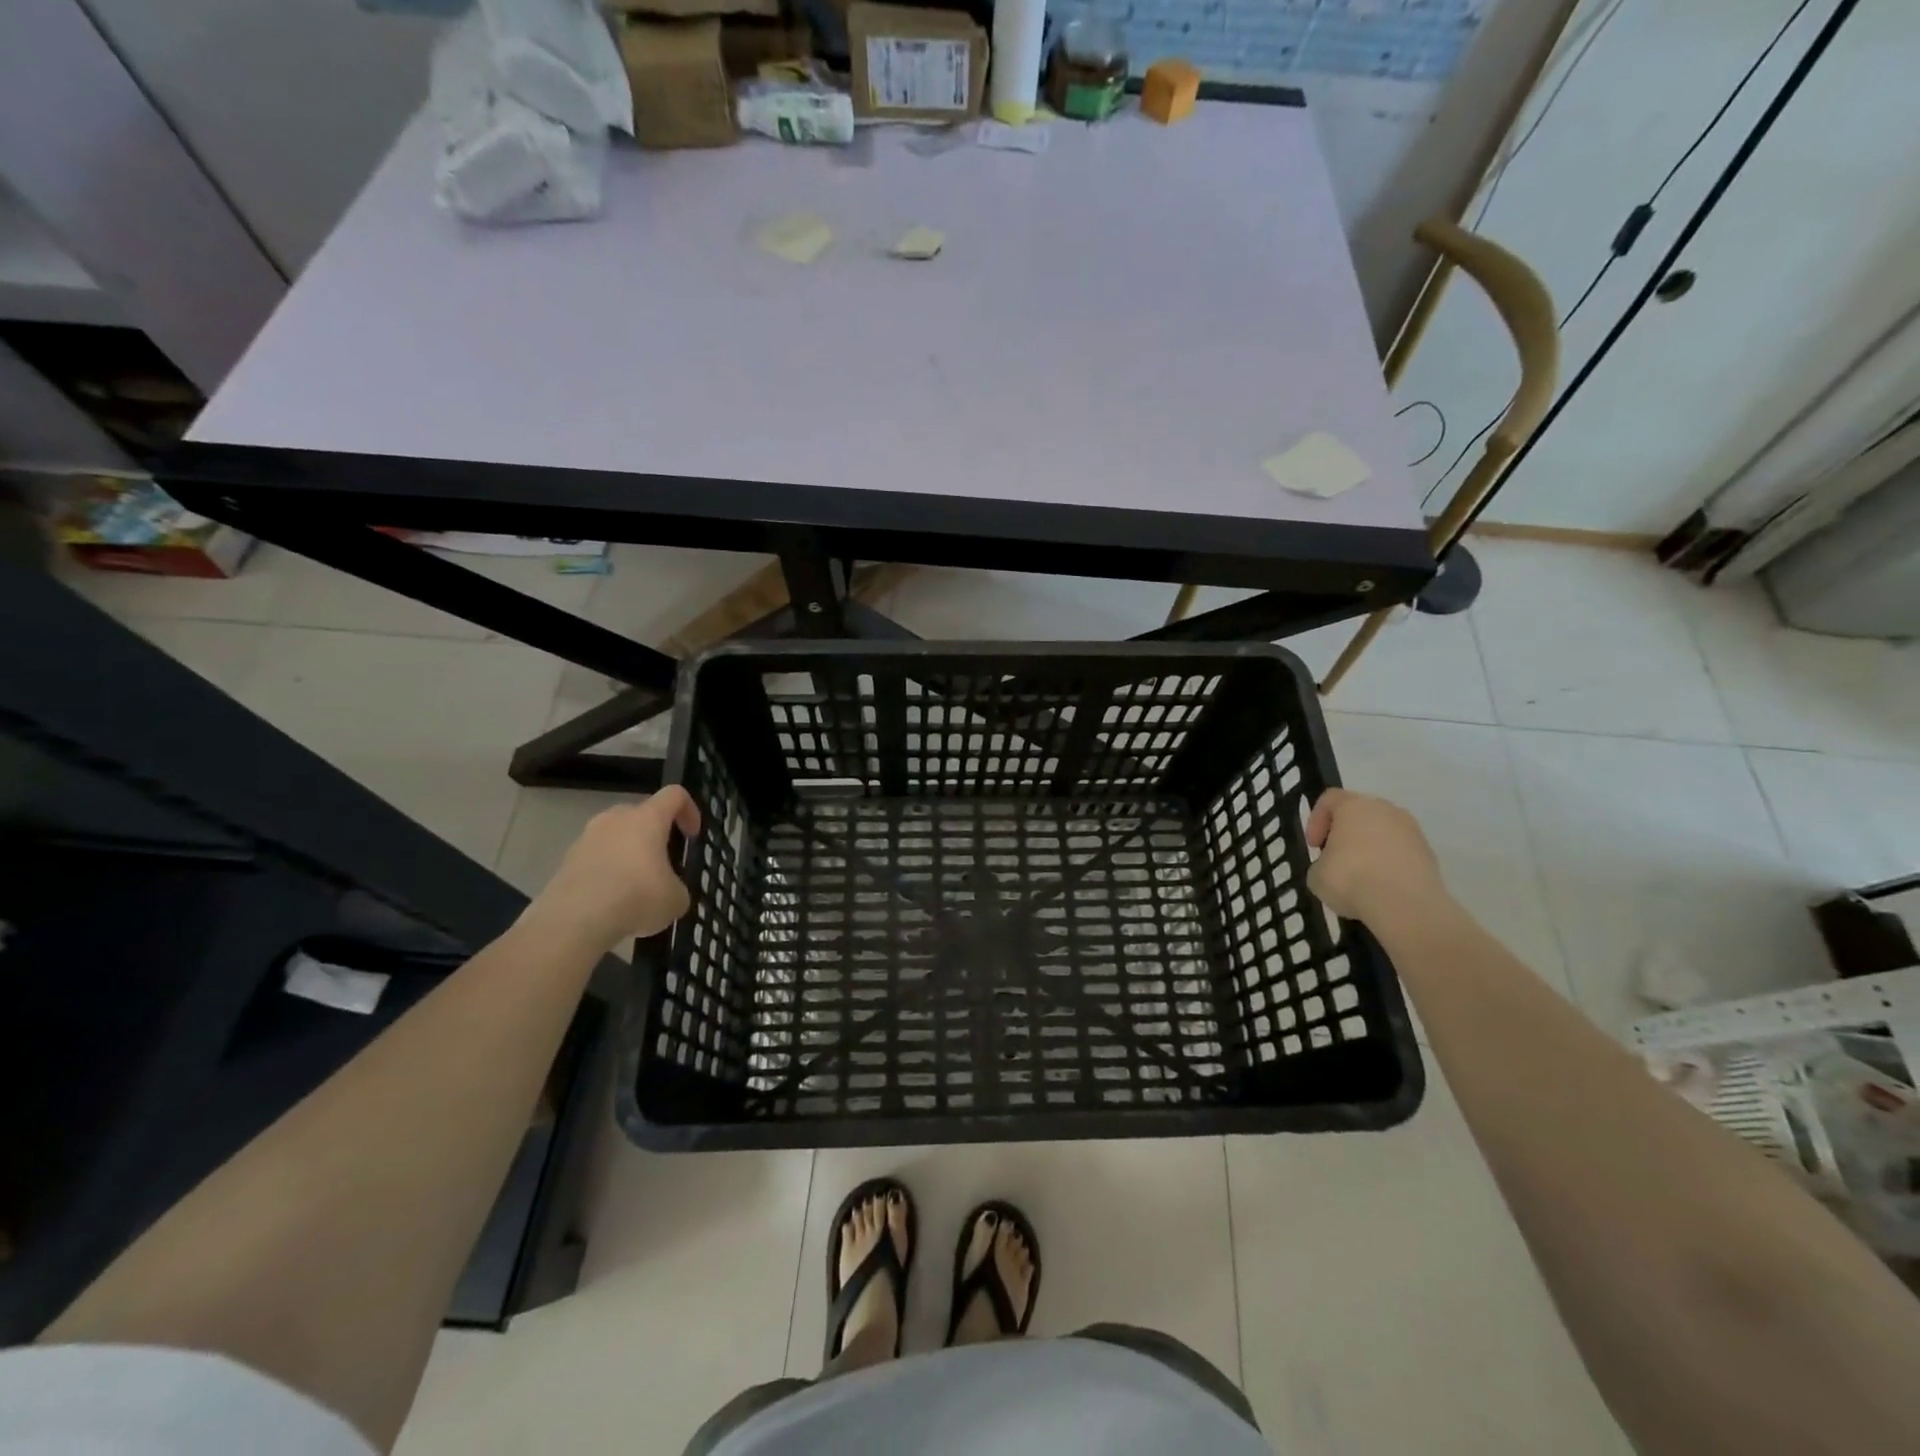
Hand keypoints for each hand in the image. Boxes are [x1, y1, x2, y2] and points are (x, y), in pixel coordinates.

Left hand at [529, 787, 701, 950]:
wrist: (574, 920)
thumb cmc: (636, 897)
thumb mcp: (676, 899)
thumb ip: (678, 888)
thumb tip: (669, 892)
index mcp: (647, 818)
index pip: (674, 795)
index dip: (689, 810)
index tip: (692, 836)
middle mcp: (615, 819)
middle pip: (641, 814)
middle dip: (655, 835)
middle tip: (663, 864)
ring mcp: (586, 838)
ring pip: (615, 837)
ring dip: (628, 854)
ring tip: (635, 887)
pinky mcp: (566, 860)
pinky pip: (595, 858)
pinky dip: (607, 872)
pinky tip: (612, 901)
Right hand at [1305, 788, 1446, 928]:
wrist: (1404, 905)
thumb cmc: (1350, 879)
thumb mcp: (1316, 873)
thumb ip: (1323, 861)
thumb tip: (1333, 866)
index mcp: (1354, 805)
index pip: (1330, 799)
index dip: (1316, 820)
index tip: (1314, 846)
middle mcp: (1386, 810)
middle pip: (1360, 813)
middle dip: (1346, 833)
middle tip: (1336, 858)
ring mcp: (1412, 831)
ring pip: (1384, 833)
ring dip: (1370, 849)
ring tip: (1361, 877)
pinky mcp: (1429, 854)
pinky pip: (1401, 853)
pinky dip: (1390, 865)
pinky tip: (1381, 888)